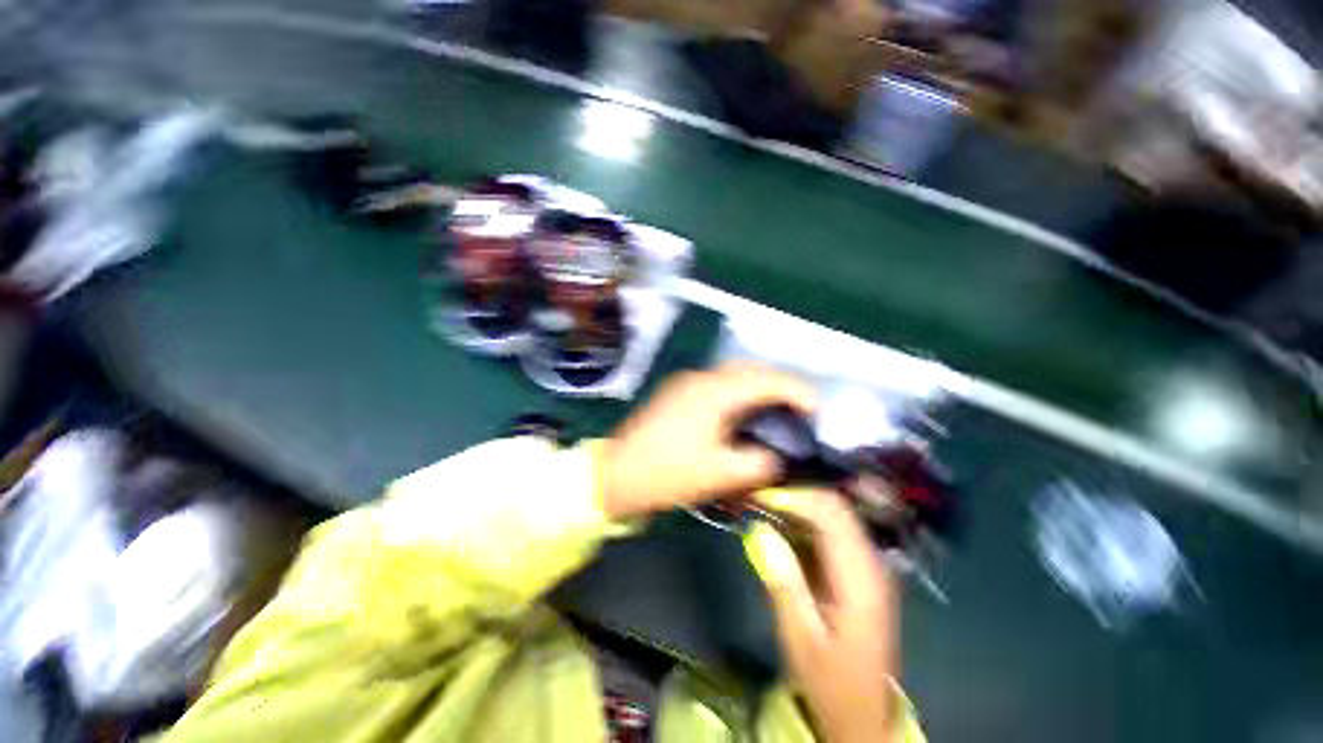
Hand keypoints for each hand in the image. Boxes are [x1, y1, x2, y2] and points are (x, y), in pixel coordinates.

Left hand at [600, 363, 816, 519]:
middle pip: (752, 370)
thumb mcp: (719, 474)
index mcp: (714, 392)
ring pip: (734, 375)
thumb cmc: (667, 474)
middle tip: (800, 410)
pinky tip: (744, 413)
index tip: (818, 412)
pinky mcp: (678, 392)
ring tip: (777, 411)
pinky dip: (739, 393)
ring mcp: (686, 382)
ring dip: (759, 387)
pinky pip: (718, 384)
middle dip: (780, 385)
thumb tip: (780, 457)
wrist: (616, 474)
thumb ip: (759, 463)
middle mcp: (702, 377)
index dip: (798, 392)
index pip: (767, 380)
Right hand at [745, 489, 898, 742]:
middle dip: (796, 495)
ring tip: (766, 503)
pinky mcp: (859, 571)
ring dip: (800, 505)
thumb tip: (759, 529)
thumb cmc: (829, 681)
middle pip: (836, 508)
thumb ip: (782, 579)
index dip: (795, 497)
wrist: (861, 715)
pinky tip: (783, 524)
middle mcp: (871, 563)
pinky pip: (832, 532)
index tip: (760, 494)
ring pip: (835, 516)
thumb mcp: (800, 636)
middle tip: (759, 494)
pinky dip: (806, 521)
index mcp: (861, 579)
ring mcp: (868, 565)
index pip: (831, 515)